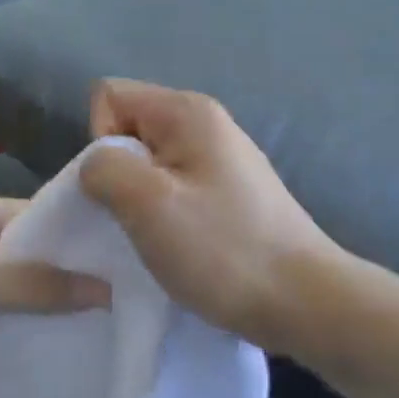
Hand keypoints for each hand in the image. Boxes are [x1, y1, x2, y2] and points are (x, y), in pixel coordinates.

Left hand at [0, 196, 108, 397]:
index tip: (121, 262)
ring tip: (92, 323)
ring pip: (2, 280)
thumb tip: (106, 287)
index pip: (35, 214)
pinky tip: (40, 340)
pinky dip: (5, 318)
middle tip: (116, 299)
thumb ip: (37, 288)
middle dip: (59, 273)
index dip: (75, 236)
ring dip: (33, 300)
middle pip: (20, 248)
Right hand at [80, 79, 337, 355]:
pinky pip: (175, 188)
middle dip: (118, 173)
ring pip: (150, 164)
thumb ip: (104, 168)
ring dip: (140, 200)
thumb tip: (96, 165)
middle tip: (137, 219)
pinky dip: (165, 215)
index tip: (123, 188)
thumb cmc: (222, 249)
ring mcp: (222, 159)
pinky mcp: (230, 193)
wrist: (302, 301)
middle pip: (129, 129)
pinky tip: (181, 247)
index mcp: (187, 112)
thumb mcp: (148, 204)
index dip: (100, 140)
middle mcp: (206, 123)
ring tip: (158, 238)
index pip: (110, 96)